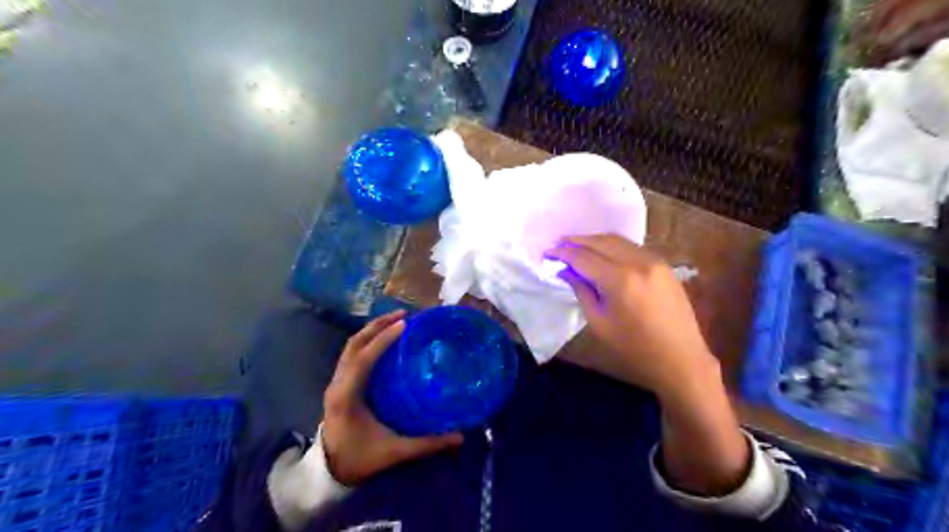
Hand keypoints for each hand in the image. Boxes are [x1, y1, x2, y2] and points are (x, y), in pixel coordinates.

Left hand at [320, 309, 466, 487]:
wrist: (329, 472)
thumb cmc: (360, 459)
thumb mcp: (395, 452)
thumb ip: (427, 444)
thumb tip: (460, 437)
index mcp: (347, 396)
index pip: (363, 359)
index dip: (382, 340)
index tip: (404, 324)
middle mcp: (338, 383)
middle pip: (354, 345)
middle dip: (377, 326)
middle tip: (404, 315)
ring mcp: (336, 382)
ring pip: (351, 346)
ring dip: (372, 331)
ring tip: (396, 320)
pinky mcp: (339, 383)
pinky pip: (352, 354)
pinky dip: (367, 341)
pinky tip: (384, 339)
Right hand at [545, 235, 715, 396]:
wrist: (682, 360)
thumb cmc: (635, 350)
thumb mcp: (599, 324)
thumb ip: (582, 291)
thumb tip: (566, 271)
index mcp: (620, 280)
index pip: (584, 257)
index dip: (563, 253)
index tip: (548, 252)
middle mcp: (639, 262)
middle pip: (601, 241)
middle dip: (577, 241)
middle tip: (558, 245)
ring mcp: (655, 261)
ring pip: (618, 240)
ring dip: (594, 241)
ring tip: (577, 248)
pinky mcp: (664, 265)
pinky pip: (632, 247)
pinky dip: (612, 246)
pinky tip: (602, 254)